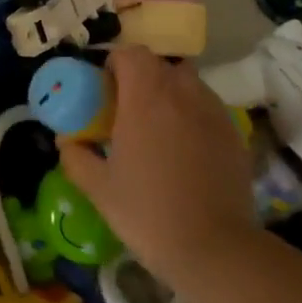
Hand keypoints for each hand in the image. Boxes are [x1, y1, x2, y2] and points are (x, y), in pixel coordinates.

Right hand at [56, 46, 252, 278]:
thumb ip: (76, 156)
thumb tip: (67, 141)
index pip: (132, 53)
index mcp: (146, 99)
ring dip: (169, 94)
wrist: (214, 248)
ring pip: (188, 84)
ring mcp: (214, 113)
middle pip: (161, 64)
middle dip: (141, 78)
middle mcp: (183, 95)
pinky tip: (183, 151)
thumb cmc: (147, 212)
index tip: (104, 91)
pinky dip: (191, 116)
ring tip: (156, 129)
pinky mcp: (235, 135)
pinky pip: (208, 109)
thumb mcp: (98, 188)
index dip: (115, 64)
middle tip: (126, 110)